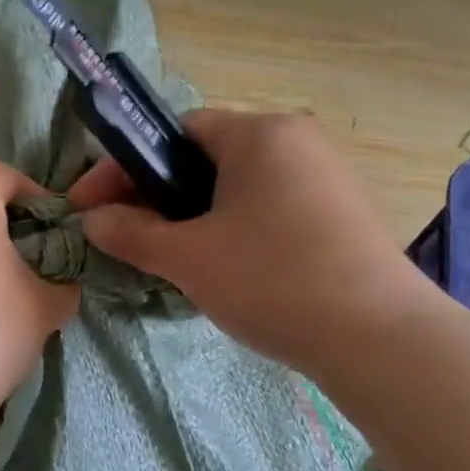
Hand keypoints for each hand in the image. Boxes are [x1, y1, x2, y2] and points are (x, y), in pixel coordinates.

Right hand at [71, 110, 422, 372]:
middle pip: (207, 158)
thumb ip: (131, 233)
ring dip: (194, 216)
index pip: (175, 132)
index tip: (90, 205)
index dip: (126, 167)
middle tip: (127, 235)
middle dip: (158, 195)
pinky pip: (268, 208)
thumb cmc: (272, 280)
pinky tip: (224, 269)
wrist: (378, 338)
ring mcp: (325, 177)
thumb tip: (91, 220)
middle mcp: (295, 141)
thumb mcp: (189, 258)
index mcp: (258, 134)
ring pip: (237, 187)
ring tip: (170, 257)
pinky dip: (233, 228)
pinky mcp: (340, 214)